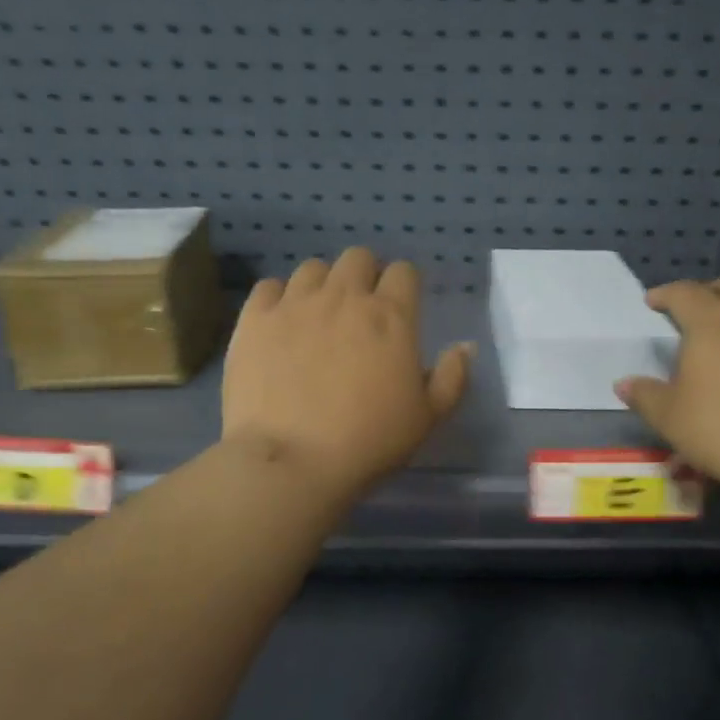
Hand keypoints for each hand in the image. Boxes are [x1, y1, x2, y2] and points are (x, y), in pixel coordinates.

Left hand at [222, 248, 473, 499]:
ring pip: (312, 268)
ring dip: (322, 285)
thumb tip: (465, 346)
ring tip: (318, 317)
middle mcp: (344, 297)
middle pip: (358, 258)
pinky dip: (278, 299)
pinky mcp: (254, 319)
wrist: (292, 461)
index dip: (404, 285)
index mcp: (391, 316)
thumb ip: (452, 377)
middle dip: (364, 276)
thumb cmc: (369, 442)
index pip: (404, 271)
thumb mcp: (427, 418)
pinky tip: (280, 325)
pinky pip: (268, 287)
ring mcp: (295, 304)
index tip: (400, 307)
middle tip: (360, 311)